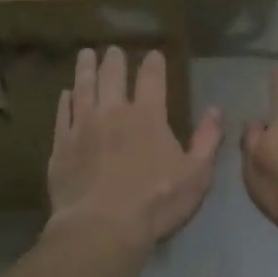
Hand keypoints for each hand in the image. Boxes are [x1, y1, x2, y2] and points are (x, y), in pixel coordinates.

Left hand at [47, 47, 224, 246]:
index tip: (153, 53)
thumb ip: (207, 140)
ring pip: (83, 87)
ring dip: (85, 68)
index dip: (153, 63)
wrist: (101, 227)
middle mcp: (113, 112)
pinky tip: (65, 94)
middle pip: (112, 75)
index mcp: (148, 116)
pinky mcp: (61, 144)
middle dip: (114, 59)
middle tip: (113, 49)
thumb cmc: (155, 203)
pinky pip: (62, 113)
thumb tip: (215, 110)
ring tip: (86, 54)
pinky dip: (65, 100)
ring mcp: (83, 125)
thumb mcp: (196, 175)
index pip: (152, 79)